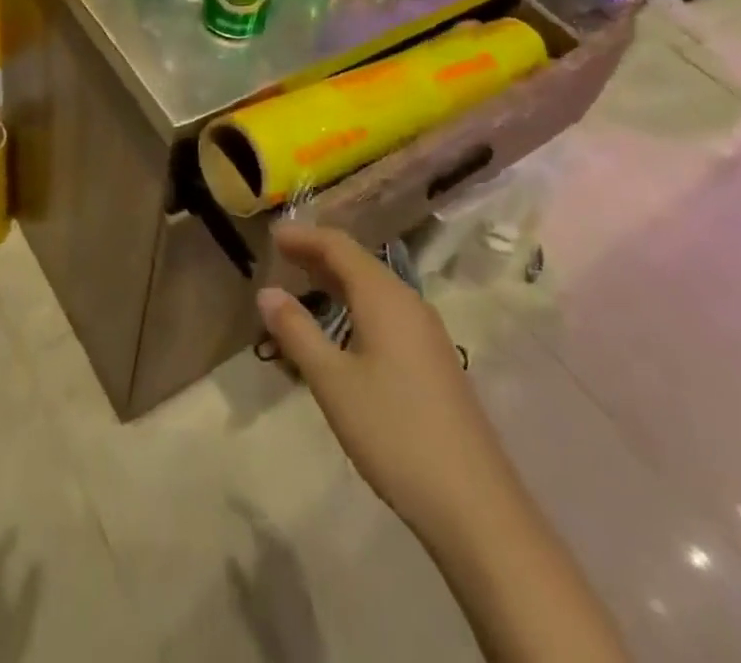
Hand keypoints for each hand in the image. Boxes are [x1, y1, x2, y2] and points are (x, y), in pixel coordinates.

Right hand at [257, 223, 487, 534]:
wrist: (475, 505)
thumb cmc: (394, 432)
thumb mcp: (333, 382)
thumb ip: (297, 331)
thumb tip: (266, 292)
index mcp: (385, 296)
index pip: (339, 246)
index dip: (304, 237)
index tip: (272, 235)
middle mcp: (408, 302)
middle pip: (358, 262)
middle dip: (318, 254)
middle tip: (280, 255)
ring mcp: (426, 332)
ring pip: (374, 288)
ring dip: (337, 280)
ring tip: (302, 283)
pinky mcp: (433, 360)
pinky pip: (386, 311)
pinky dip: (355, 304)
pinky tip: (341, 327)